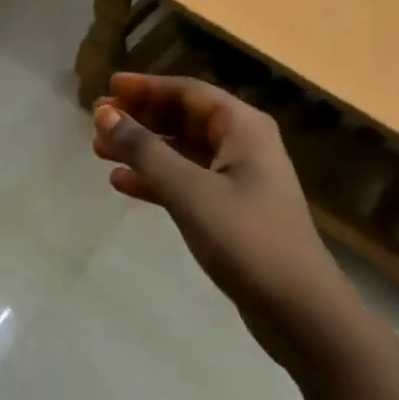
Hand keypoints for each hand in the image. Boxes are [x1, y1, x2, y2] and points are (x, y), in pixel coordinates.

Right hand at [94, 74, 349, 371]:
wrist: (301, 313)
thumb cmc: (246, 239)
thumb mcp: (189, 190)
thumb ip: (144, 150)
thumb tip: (105, 113)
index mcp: (242, 127)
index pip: (188, 91)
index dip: (146, 86)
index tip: (109, 87)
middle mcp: (243, 144)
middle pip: (183, 117)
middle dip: (140, 117)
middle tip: (98, 120)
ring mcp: (239, 179)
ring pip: (181, 150)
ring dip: (143, 148)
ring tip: (99, 150)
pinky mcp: (232, 211)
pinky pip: (186, 181)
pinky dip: (156, 179)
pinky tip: (122, 184)